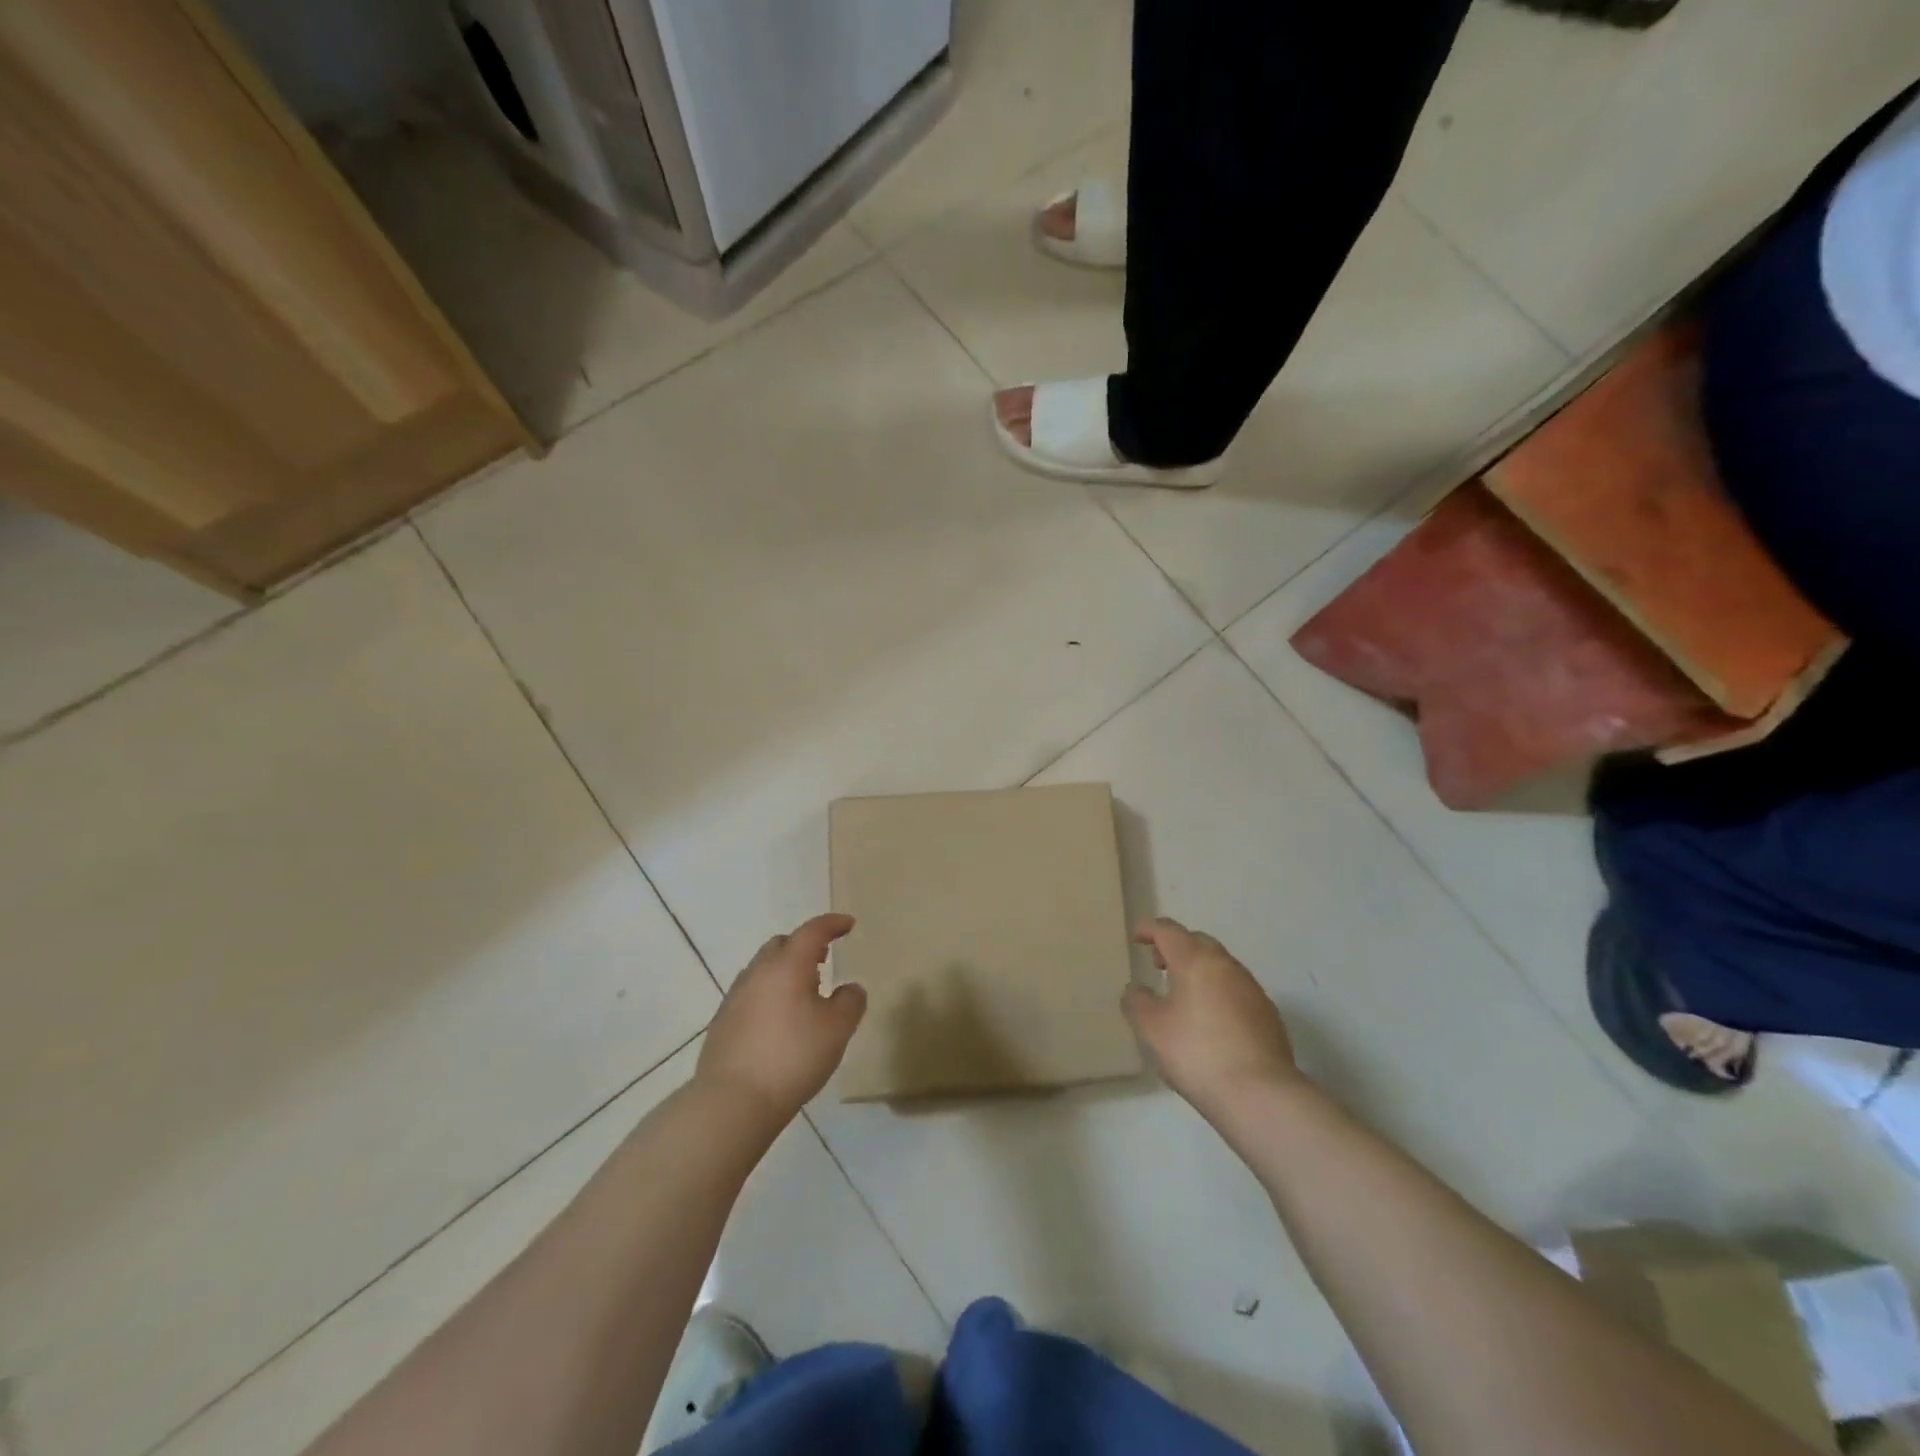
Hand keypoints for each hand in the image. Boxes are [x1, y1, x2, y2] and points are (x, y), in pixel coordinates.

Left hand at [696, 914, 866, 1122]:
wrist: (732, 1101)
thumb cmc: (792, 1057)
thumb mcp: (837, 1030)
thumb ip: (850, 1002)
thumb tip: (850, 988)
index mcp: (788, 965)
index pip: (812, 931)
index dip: (832, 924)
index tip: (848, 924)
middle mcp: (758, 972)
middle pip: (782, 945)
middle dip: (805, 946)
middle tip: (824, 959)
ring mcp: (735, 996)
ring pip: (764, 969)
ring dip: (785, 971)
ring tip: (804, 993)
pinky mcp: (722, 1022)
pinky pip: (751, 993)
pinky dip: (770, 994)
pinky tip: (780, 1021)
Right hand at [1123, 917, 1303, 1123]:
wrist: (1259, 1093)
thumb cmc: (1196, 1053)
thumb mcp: (1150, 1028)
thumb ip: (1136, 1001)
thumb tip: (1137, 989)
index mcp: (1194, 960)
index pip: (1168, 930)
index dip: (1149, 929)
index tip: (1137, 937)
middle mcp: (1226, 965)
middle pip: (1198, 942)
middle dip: (1176, 947)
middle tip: (1159, 965)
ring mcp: (1251, 988)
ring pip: (1220, 965)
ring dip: (1199, 970)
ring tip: (1183, 994)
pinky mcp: (1268, 1013)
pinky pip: (1236, 988)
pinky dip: (1218, 991)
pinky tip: (1211, 1019)